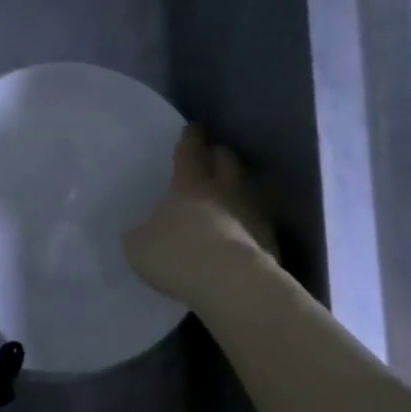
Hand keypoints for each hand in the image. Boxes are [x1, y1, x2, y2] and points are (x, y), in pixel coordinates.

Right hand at [123, 125, 277, 305]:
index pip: (190, 152)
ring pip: (248, 187)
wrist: (231, 282)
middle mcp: (223, 190)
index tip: (193, 129)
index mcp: (189, 185)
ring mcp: (252, 213)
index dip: (190, 139)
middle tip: (213, 156)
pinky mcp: (271, 239)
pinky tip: (244, 232)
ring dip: (239, 186)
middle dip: (219, 155)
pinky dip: (252, 222)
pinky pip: (260, 221)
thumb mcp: (139, 246)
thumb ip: (141, 234)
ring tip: (231, 193)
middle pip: (226, 160)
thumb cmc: (177, 255)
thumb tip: (142, 233)